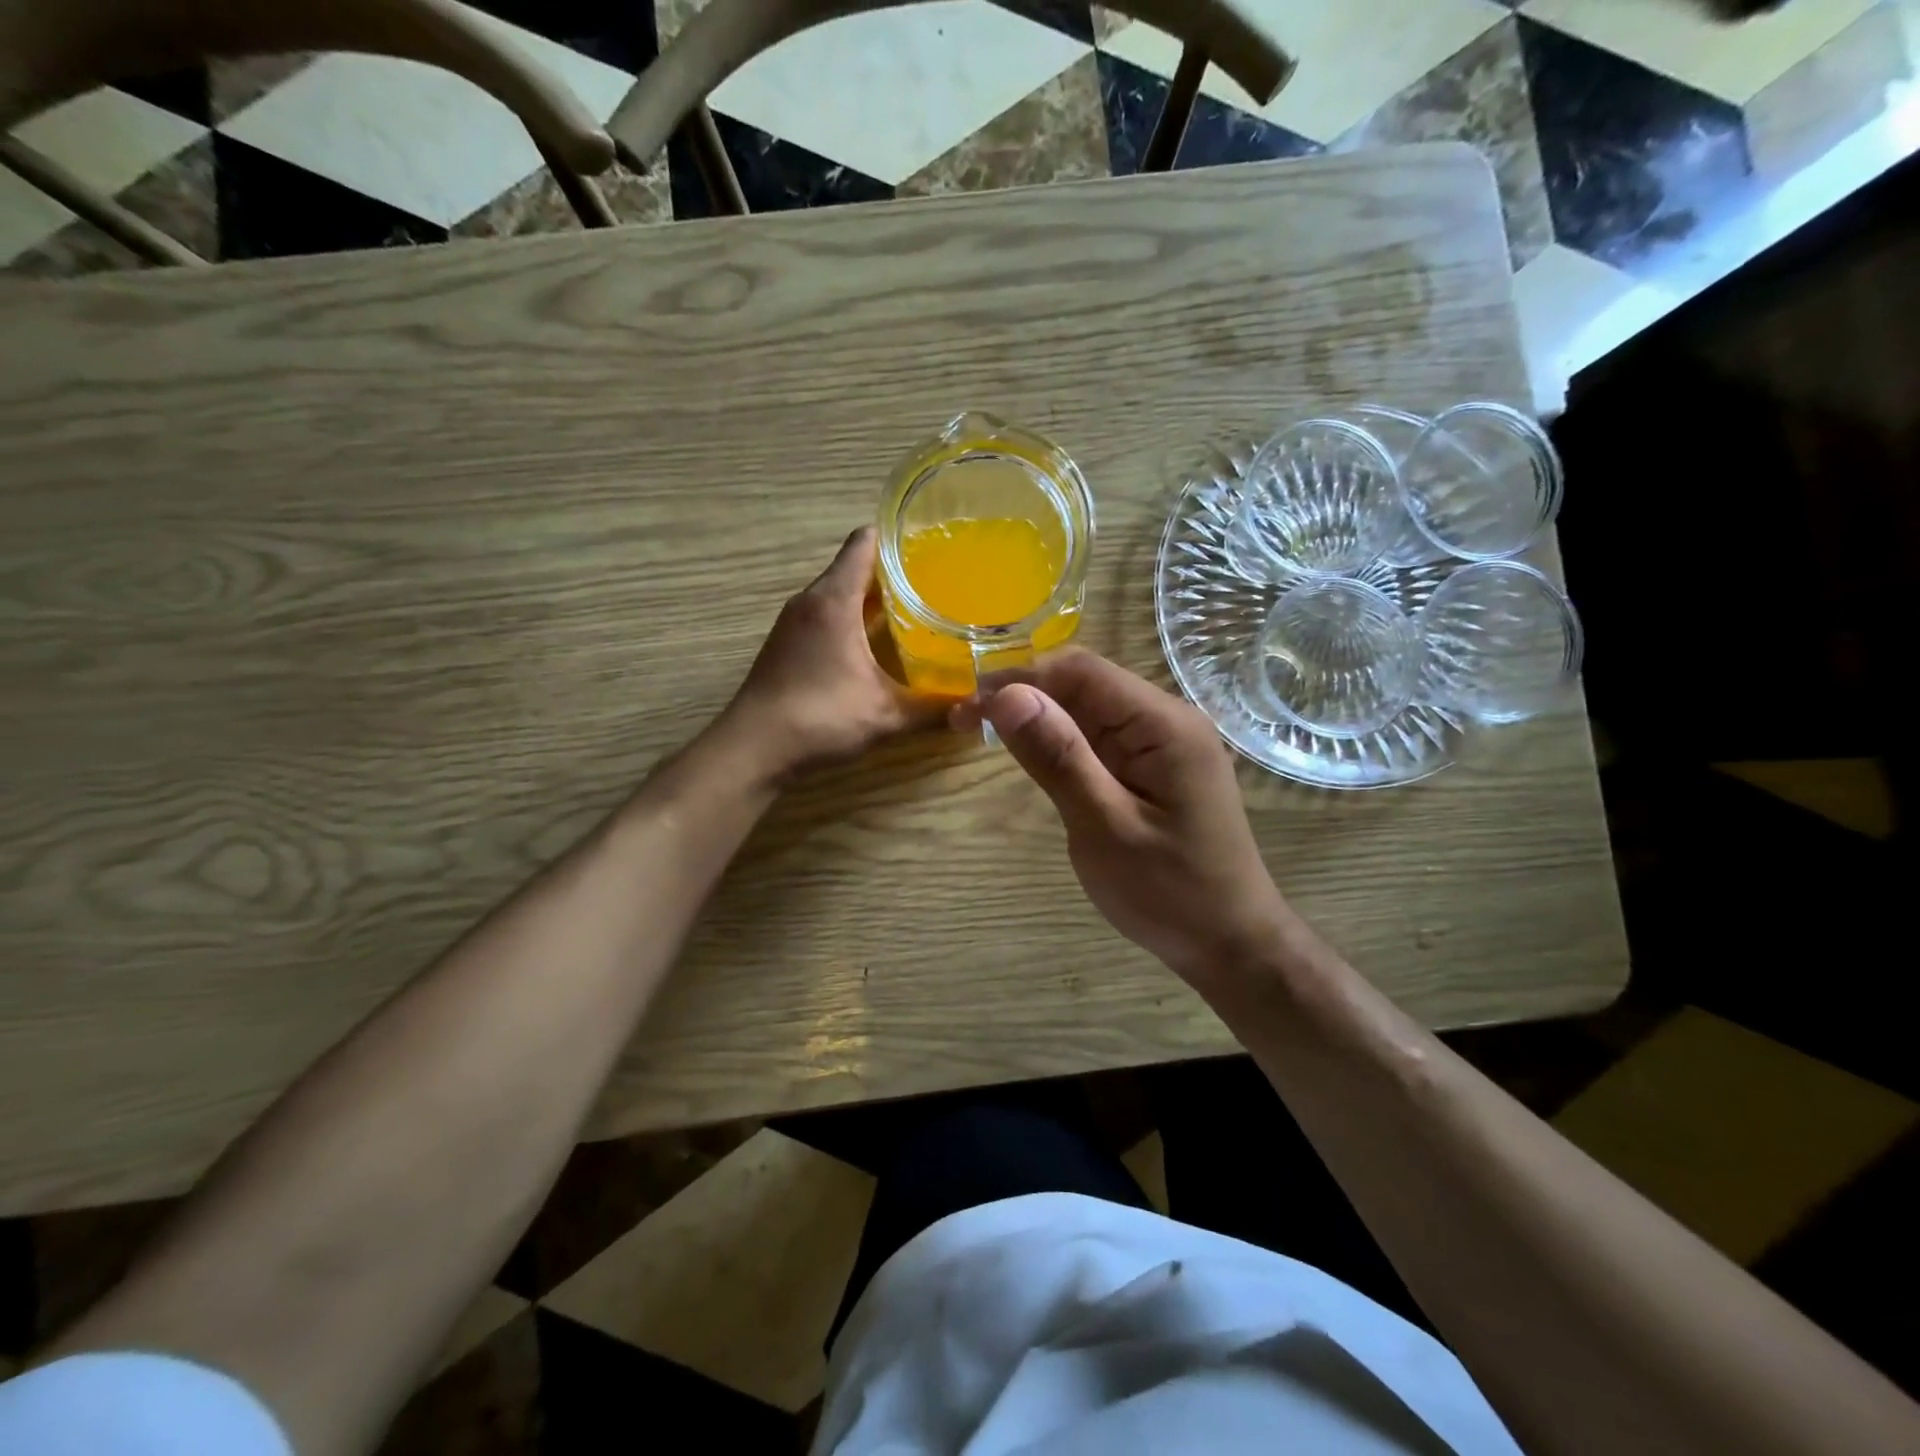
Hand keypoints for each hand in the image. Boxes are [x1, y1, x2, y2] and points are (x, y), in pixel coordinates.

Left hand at [718, 527, 940, 782]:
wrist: (754, 749)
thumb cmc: (820, 718)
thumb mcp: (885, 715)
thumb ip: (932, 708)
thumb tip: (975, 707)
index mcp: (834, 600)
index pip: (865, 542)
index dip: (899, 537)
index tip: (935, 546)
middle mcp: (811, 600)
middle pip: (855, 566)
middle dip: (895, 571)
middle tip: (939, 582)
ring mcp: (795, 622)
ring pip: (840, 592)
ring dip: (873, 598)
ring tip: (917, 609)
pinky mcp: (788, 643)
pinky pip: (827, 615)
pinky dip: (853, 619)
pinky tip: (879, 644)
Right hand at [955, 650, 1291, 986]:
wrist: (1231, 945)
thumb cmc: (1170, 893)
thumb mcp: (1104, 827)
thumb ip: (1058, 757)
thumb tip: (1006, 694)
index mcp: (1165, 724)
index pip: (1082, 671)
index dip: (1019, 676)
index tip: (968, 703)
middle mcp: (1167, 720)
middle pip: (1085, 684)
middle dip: (1023, 694)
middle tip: (964, 721)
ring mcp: (1163, 744)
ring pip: (1088, 710)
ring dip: (1037, 716)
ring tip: (982, 731)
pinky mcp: (1154, 768)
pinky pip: (1100, 738)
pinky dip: (1060, 741)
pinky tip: (1030, 753)